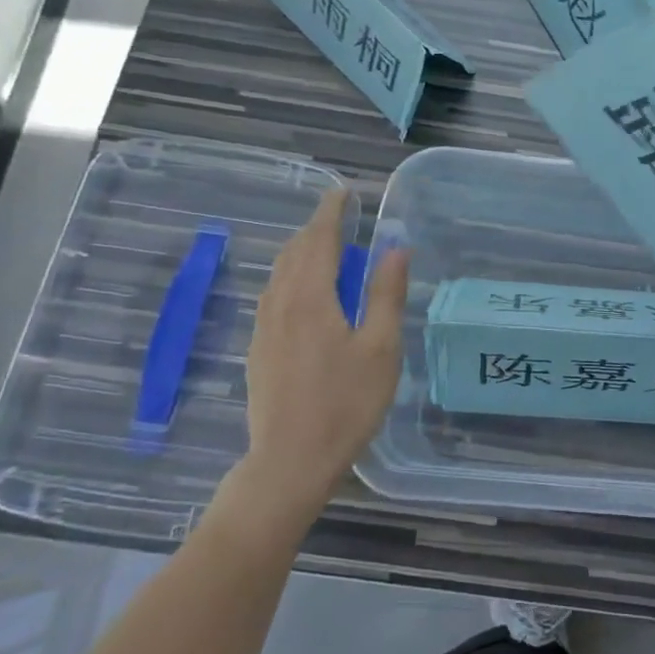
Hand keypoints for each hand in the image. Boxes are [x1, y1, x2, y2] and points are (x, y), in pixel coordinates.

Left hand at [208, 189, 408, 545]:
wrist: (289, 462)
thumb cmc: (345, 404)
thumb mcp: (380, 348)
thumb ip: (385, 294)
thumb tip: (396, 248)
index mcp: (311, 298)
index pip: (319, 239)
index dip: (331, 212)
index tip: (342, 192)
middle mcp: (280, 304)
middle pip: (294, 253)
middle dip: (316, 230)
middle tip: (341, 220)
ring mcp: (263, 329)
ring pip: (279, 275)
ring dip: (301, 253)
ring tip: (326, 252)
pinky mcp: (258, 351)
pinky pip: (273, 296)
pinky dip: (291, 279)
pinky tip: (305, 296)